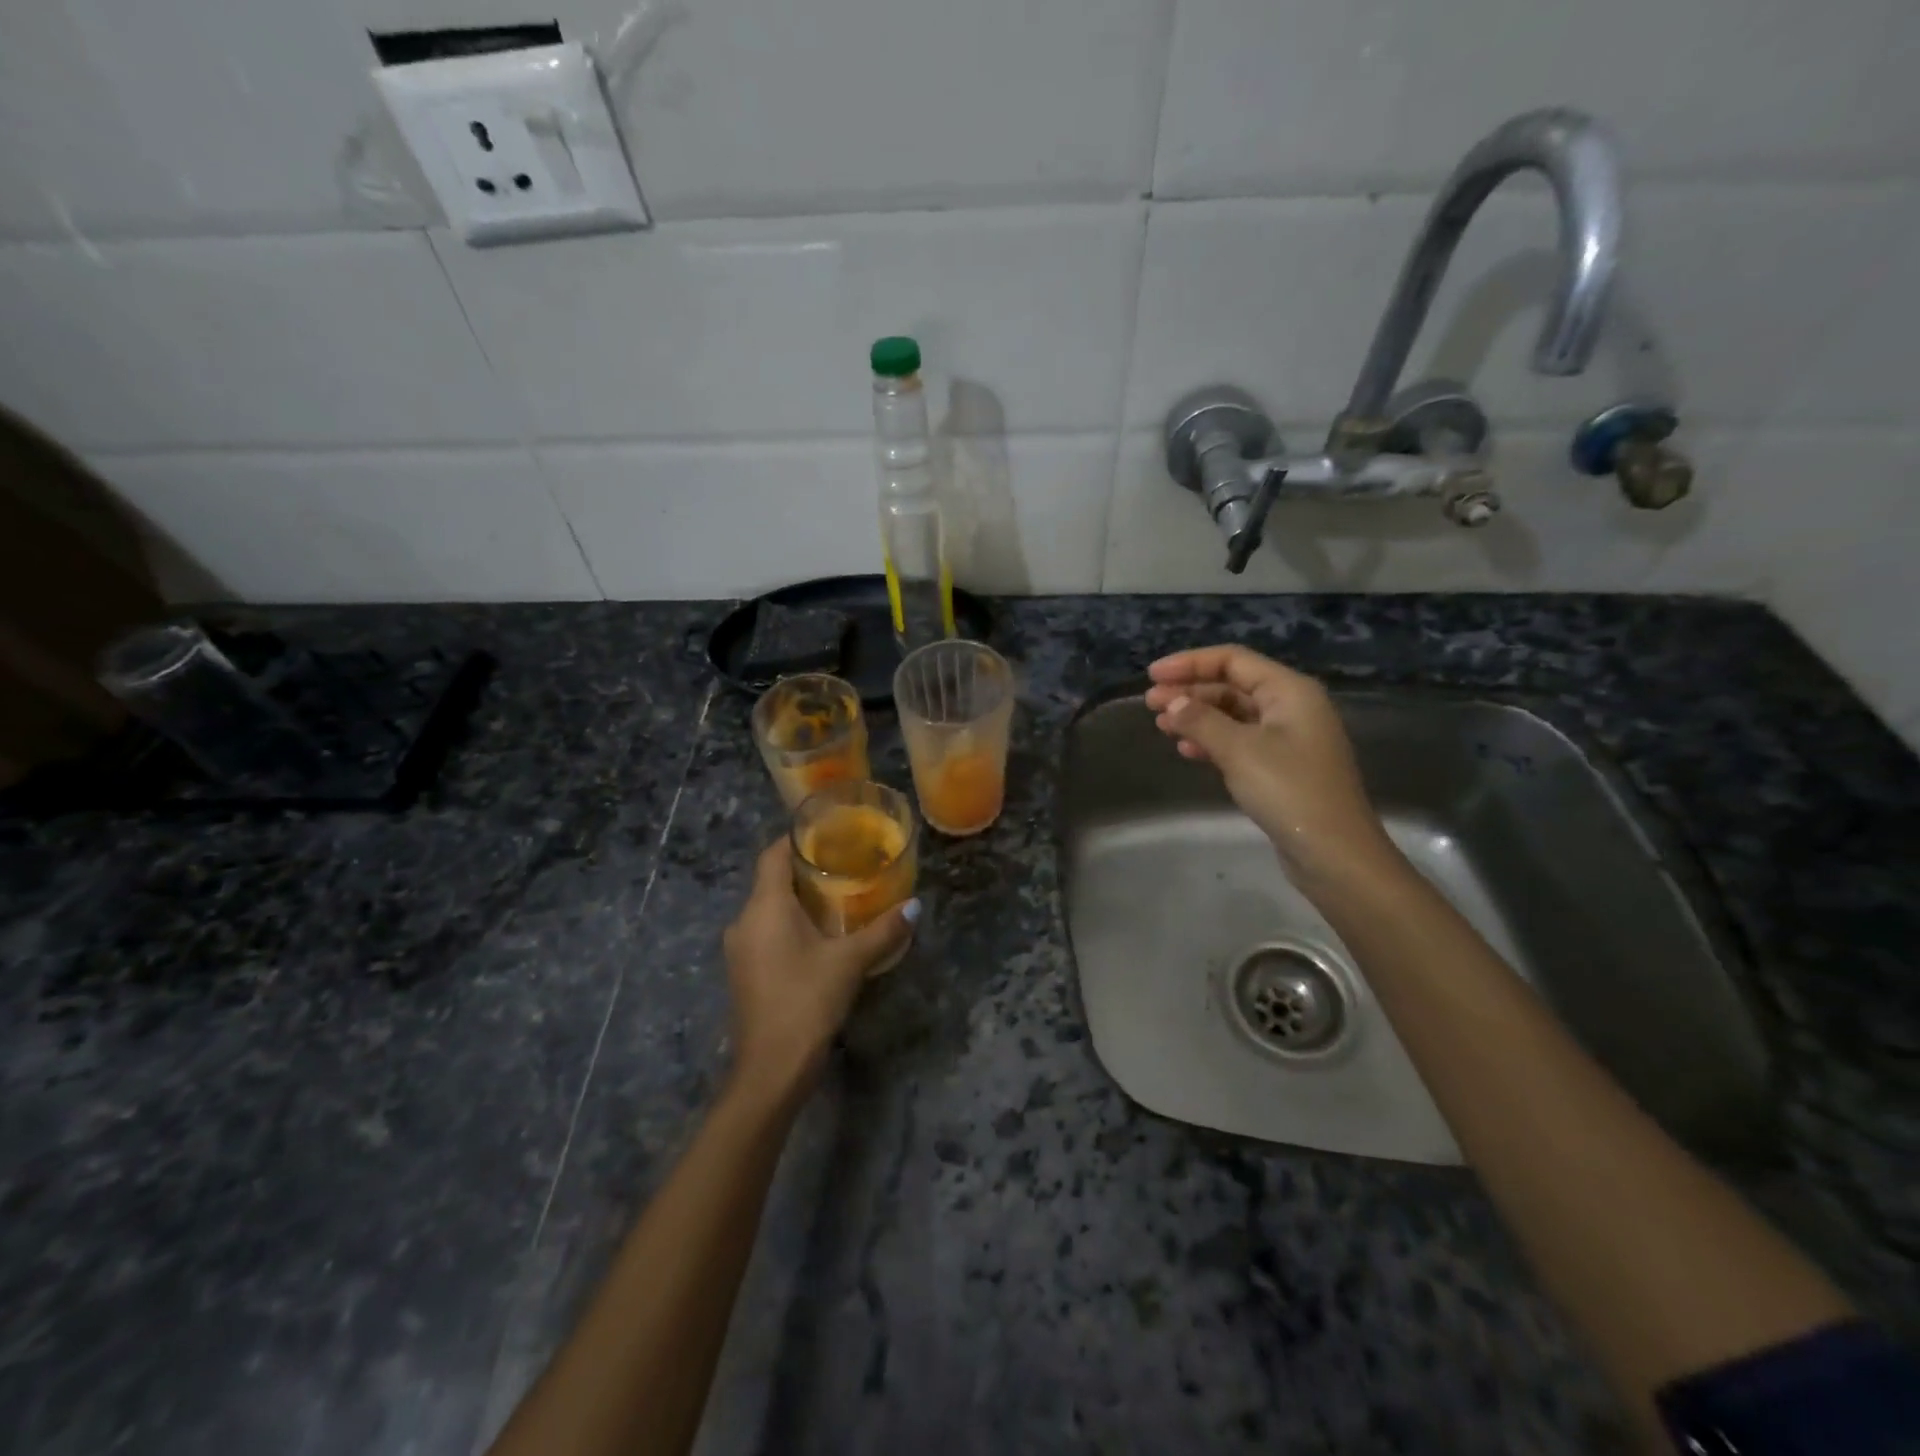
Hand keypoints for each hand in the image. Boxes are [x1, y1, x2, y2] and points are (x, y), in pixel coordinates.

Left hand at [721, 838, 918, 1103]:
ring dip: (798, 899)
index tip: (828, 833)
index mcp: (764, 907)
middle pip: (771, 880)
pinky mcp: (744, 971)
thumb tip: (915, 905)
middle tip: (845, 863)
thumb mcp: (850, 962)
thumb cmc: (806, 1001)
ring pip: (768, 908)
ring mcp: (740, 948)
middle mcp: (744, 920)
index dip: (796, 839)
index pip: (772, 855)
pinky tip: (820, 934)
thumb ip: (883, 930)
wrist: (770, 1070)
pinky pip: (766, 931)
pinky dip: (790, 923)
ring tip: (839, 895)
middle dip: (805, 869)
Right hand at [1143, 645, 1399, 888]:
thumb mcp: (1239, 750)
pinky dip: (1212, 741)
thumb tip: (1173, 702)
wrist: (1334, 853)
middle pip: (1232, 685)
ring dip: (1197, 717)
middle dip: (1190, 691)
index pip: (1233, 660)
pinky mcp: (1281, 767)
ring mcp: (1288, 738)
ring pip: (1233, 715)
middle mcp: (1291, 707)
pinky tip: (1187, 751)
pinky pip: (1240, 741)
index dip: (1189, 663)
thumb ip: (1201, 720)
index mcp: (1289, 690)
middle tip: (1150, 704)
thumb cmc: (1289, 791)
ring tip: (1162, 726)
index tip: (1152, 676)